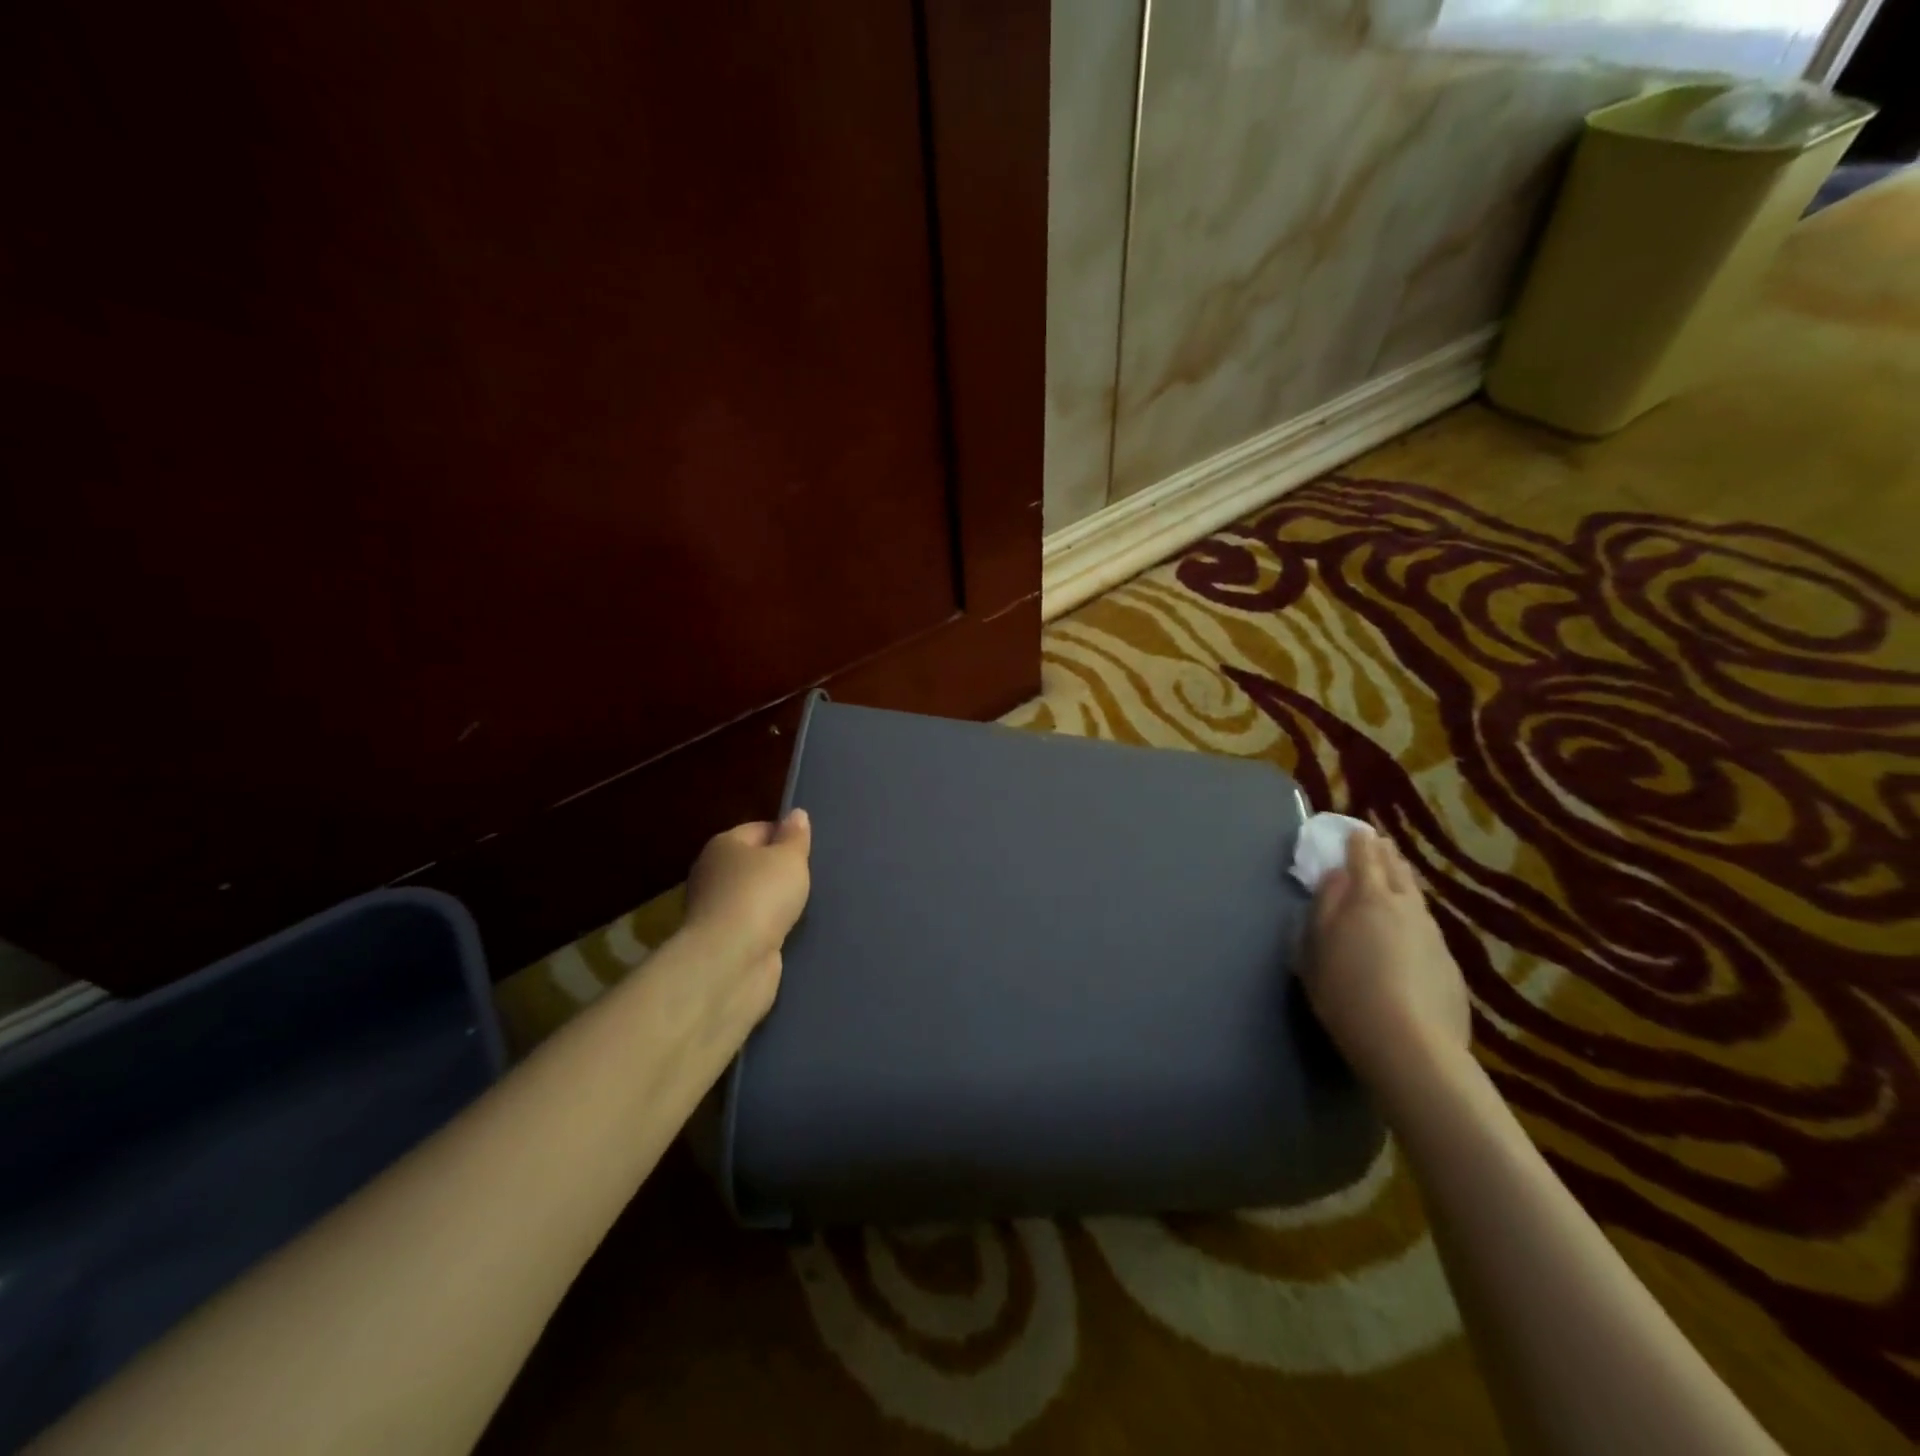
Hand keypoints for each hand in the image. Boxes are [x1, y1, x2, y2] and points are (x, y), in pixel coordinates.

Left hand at [681, 809, 812, 1023]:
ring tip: (806, 905)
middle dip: (779, 871)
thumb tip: (796, 814)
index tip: (810, 849)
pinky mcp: (724, 943)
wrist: (732, 961)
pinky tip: (790, 931)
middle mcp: (712, 875)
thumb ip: (795, 836)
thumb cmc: (761, 895)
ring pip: (753, 898)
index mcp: (723, 846)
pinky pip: (754, 927)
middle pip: (753, 864)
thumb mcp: (789, 858)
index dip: (785, 835)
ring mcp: (715, 912)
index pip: (758, 829)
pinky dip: (769, 928)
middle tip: (812, 877)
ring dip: (775, 903)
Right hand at [1304, 829, 1472, 1105]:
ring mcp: (1434, 937)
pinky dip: (1414, 921)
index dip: (1359, 842)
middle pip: (1397, 872)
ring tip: (1396, 880)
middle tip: (1380, 845)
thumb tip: (1335, 877)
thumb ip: (1324, 906)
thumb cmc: (1346, 991)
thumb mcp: (1315, 947)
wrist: (1409, 1045)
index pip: (1364, 857)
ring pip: (1416, 900)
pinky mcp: (1450, 967)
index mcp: (1368, 897)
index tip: (1357, 830)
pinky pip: (1427, 930)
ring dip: (1404, 885)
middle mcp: (1406, 908)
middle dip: (1386, 856)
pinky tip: (1409, 935)